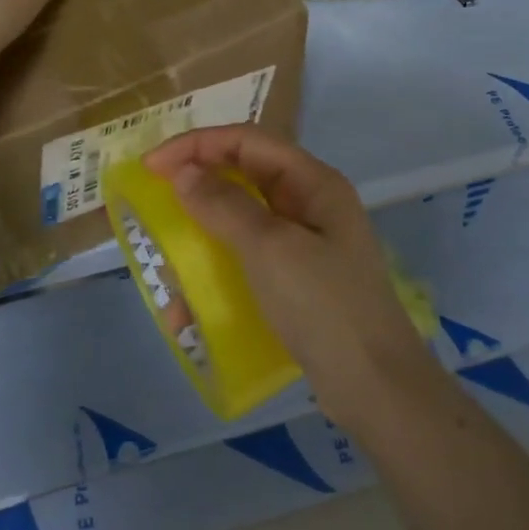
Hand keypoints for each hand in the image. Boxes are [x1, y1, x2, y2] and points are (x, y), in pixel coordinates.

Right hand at [143, 125, 434, 425]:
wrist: (376, 388)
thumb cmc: (324, 305)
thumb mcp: (270, 249)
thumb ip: (224, 205)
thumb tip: (183, 173)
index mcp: (313, 182)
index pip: (247, 141)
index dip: (197, 145)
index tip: (152, 165)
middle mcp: (309, 205)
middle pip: (243, 176)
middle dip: (197, 186)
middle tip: (153, 200)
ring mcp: (304, 245)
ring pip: (241, 221)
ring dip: (201, 235)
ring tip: (167, 259)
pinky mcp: (295, 282)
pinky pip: (246, 262)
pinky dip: (216, 274)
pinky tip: (190, 307)